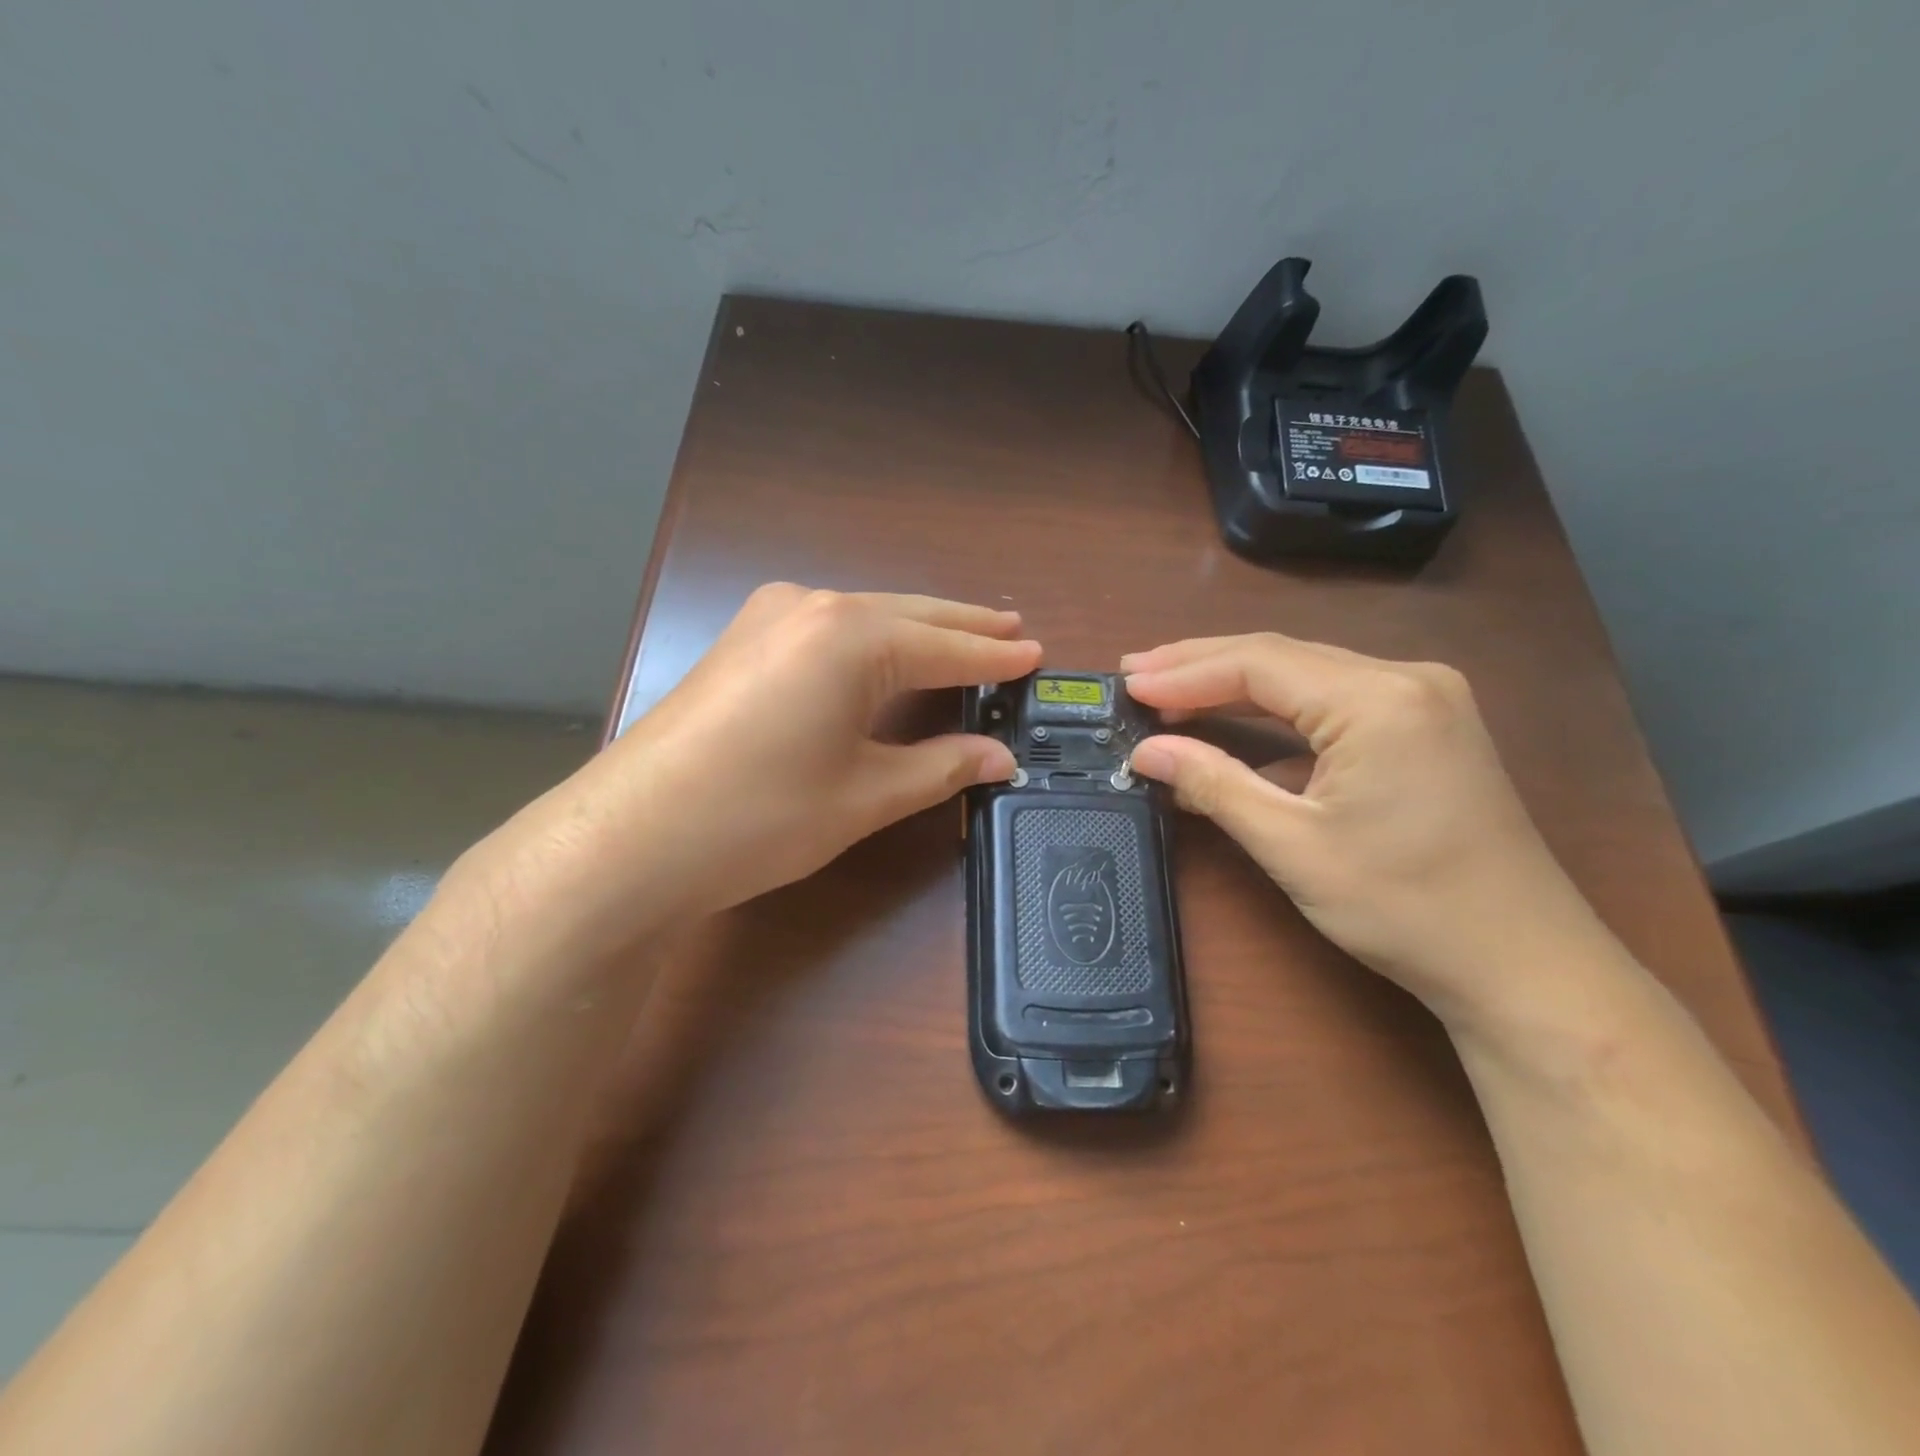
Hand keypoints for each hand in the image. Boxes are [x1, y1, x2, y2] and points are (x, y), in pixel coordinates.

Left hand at [462, 585, 1040, 961]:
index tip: (1037, 655)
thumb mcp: (866, 796)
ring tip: (962, 638)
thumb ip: (941, 767)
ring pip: (865, 616)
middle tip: (1011, 632)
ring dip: (916, 629)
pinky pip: (826, 627)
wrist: (631, 837)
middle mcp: (812, 607)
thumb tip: (1002, 758)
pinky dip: (870, 639)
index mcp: (852, 636)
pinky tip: (883, 652)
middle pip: (908, 615)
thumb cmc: (762, 816)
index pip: (946, 647)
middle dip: (963, 629)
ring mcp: (767, 617)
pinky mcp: (740, 640)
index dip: (995, 658)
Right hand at [1122, 634, 1617, 1033]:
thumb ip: (1214, 784)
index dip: (1185, 673)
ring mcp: (1423, 699)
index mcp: (1378, 700)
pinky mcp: (1426, 726)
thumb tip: (1145, 752)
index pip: (1259, 665)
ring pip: (1306, 674)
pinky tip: (1234, 720)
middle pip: (1281, 656)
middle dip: (1202, 665)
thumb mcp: (1293, 845)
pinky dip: (1275, 709)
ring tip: (1168, 688)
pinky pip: (1332, 699)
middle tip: (1135, 672)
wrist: (1522, 965)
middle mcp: (1406, 679)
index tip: (1127, 684)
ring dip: (1234, 684)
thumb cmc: (1404, 907)